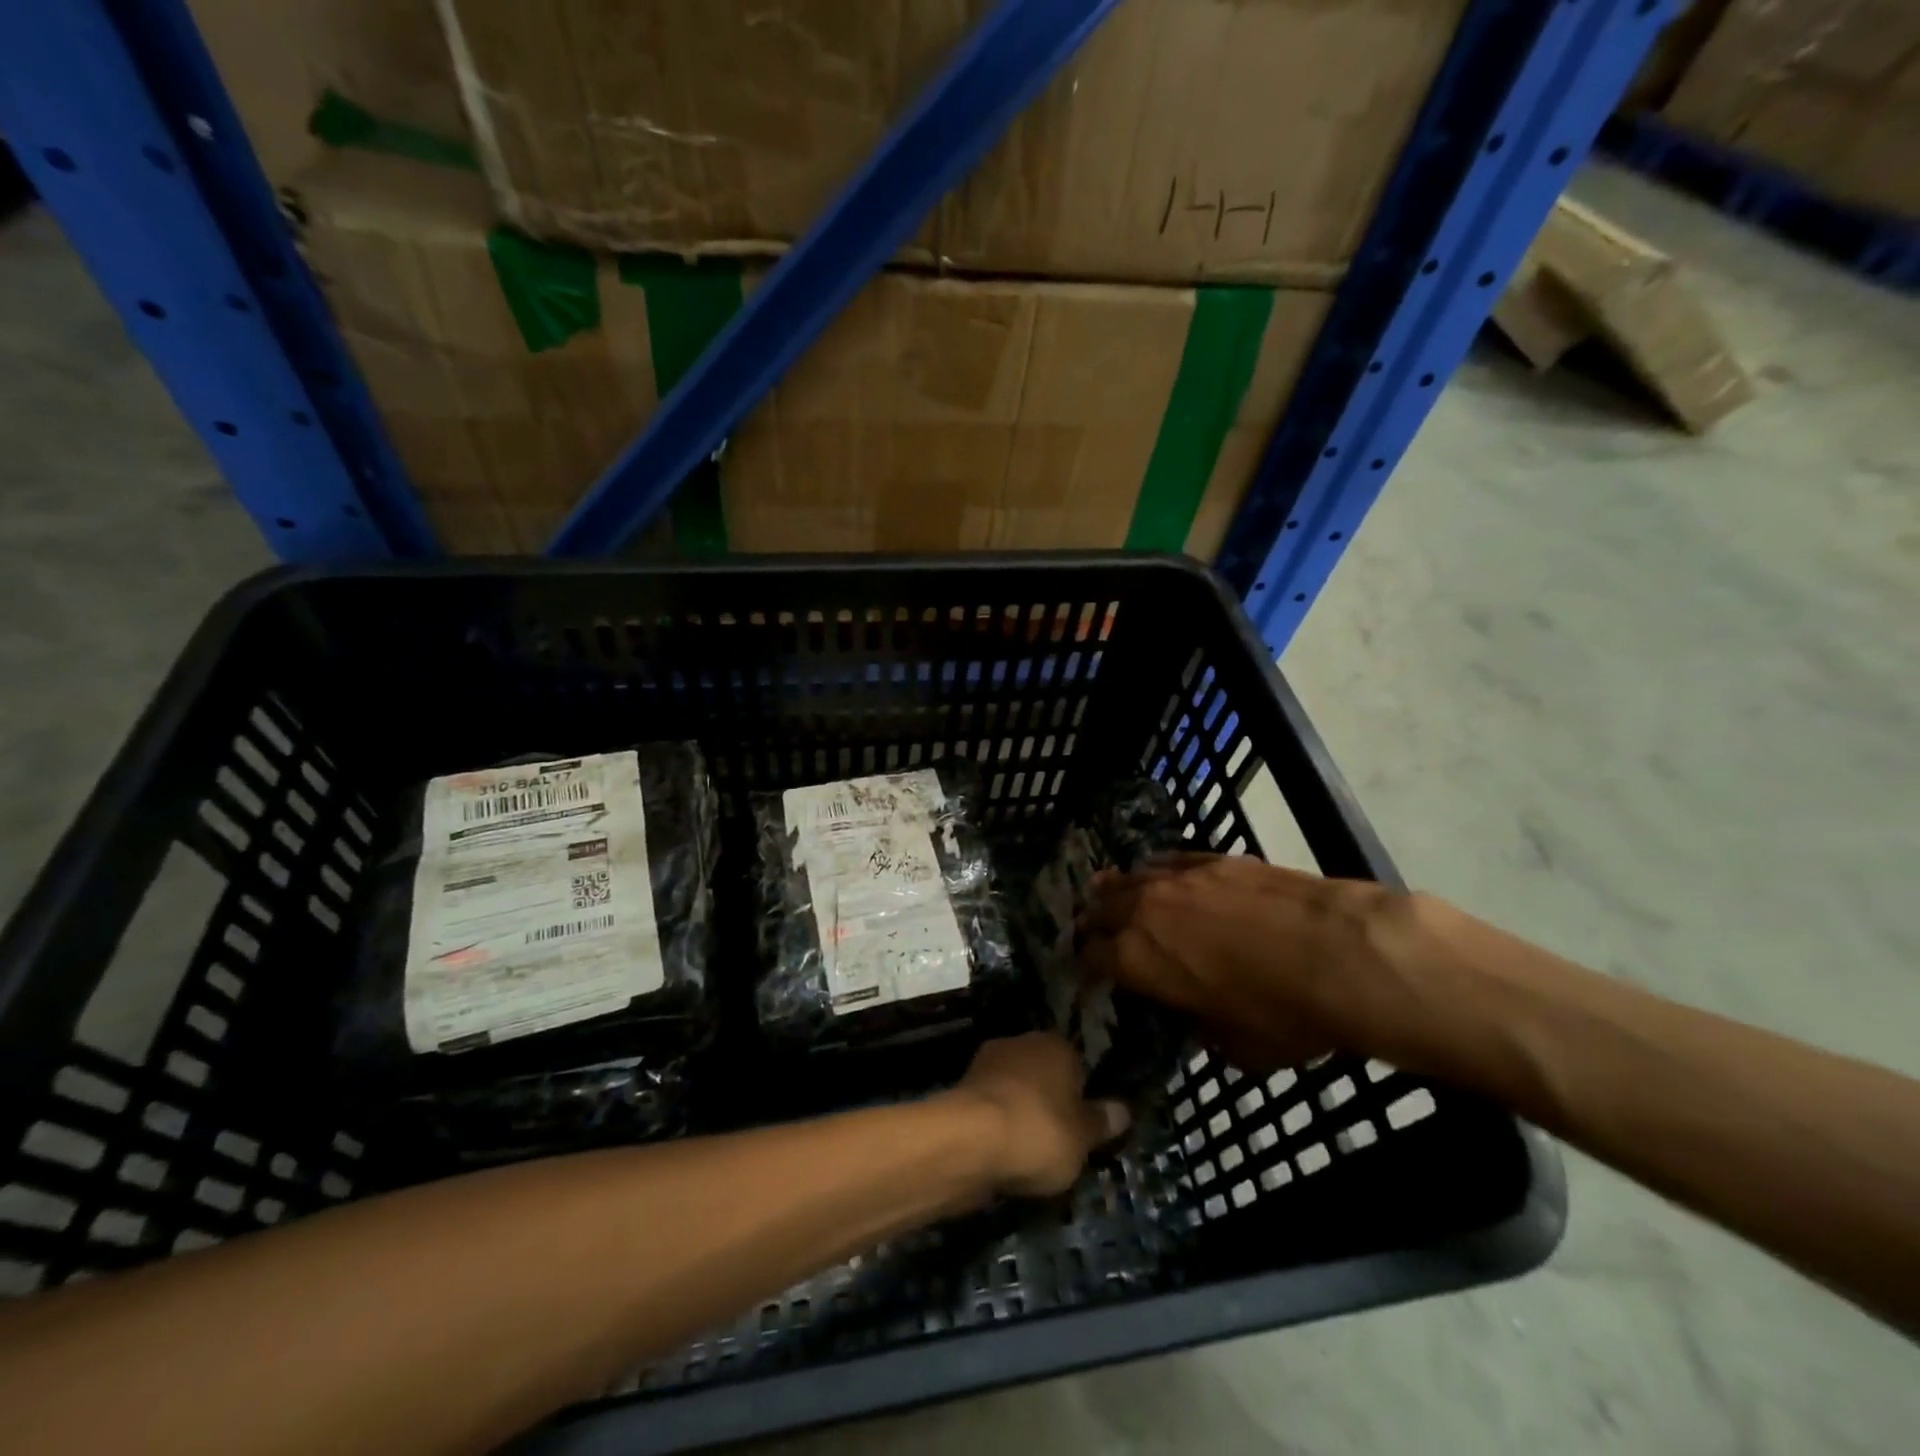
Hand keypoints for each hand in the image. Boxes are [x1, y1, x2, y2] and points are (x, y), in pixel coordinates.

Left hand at [953, 1034, 1130, 1197]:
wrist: (969, 1141)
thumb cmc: (1039, 1131)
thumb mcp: (1083, 1137)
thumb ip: (1102, 1122)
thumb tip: (1123, 1109)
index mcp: (1055, 1045)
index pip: (1076, 1064)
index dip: (1081, 1096)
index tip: (1083, 1127)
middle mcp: (1021, 1043)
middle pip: (1042, 1074)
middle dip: (1048, 1101)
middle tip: (1058, 1142)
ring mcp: (987, 1063)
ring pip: (1014, 1089)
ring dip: (1019, 1113)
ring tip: (1028, 1155)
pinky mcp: (962, 1088)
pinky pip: (991, 1107)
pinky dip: (996, 1125)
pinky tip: (1001, 1152)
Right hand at [1075, 854, 1420, 1073]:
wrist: (1340, 954)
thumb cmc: (1284, 1014)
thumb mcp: (1237, 1046)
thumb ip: (1203, 1028)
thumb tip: (1198, 1019)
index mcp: (1137, 960)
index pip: (1091, 957)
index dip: (1086, 965)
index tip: (1090, 972)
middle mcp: (1145, 910)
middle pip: (1101, 908)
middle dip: (1092, 921)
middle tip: (1091, 930)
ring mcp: (1179, 878)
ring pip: (1131, 877)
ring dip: (1117, 889)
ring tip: (1109, 891)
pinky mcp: (1214, 859)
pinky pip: (1170, 858)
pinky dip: (1158, 868)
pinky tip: (1158, 870)